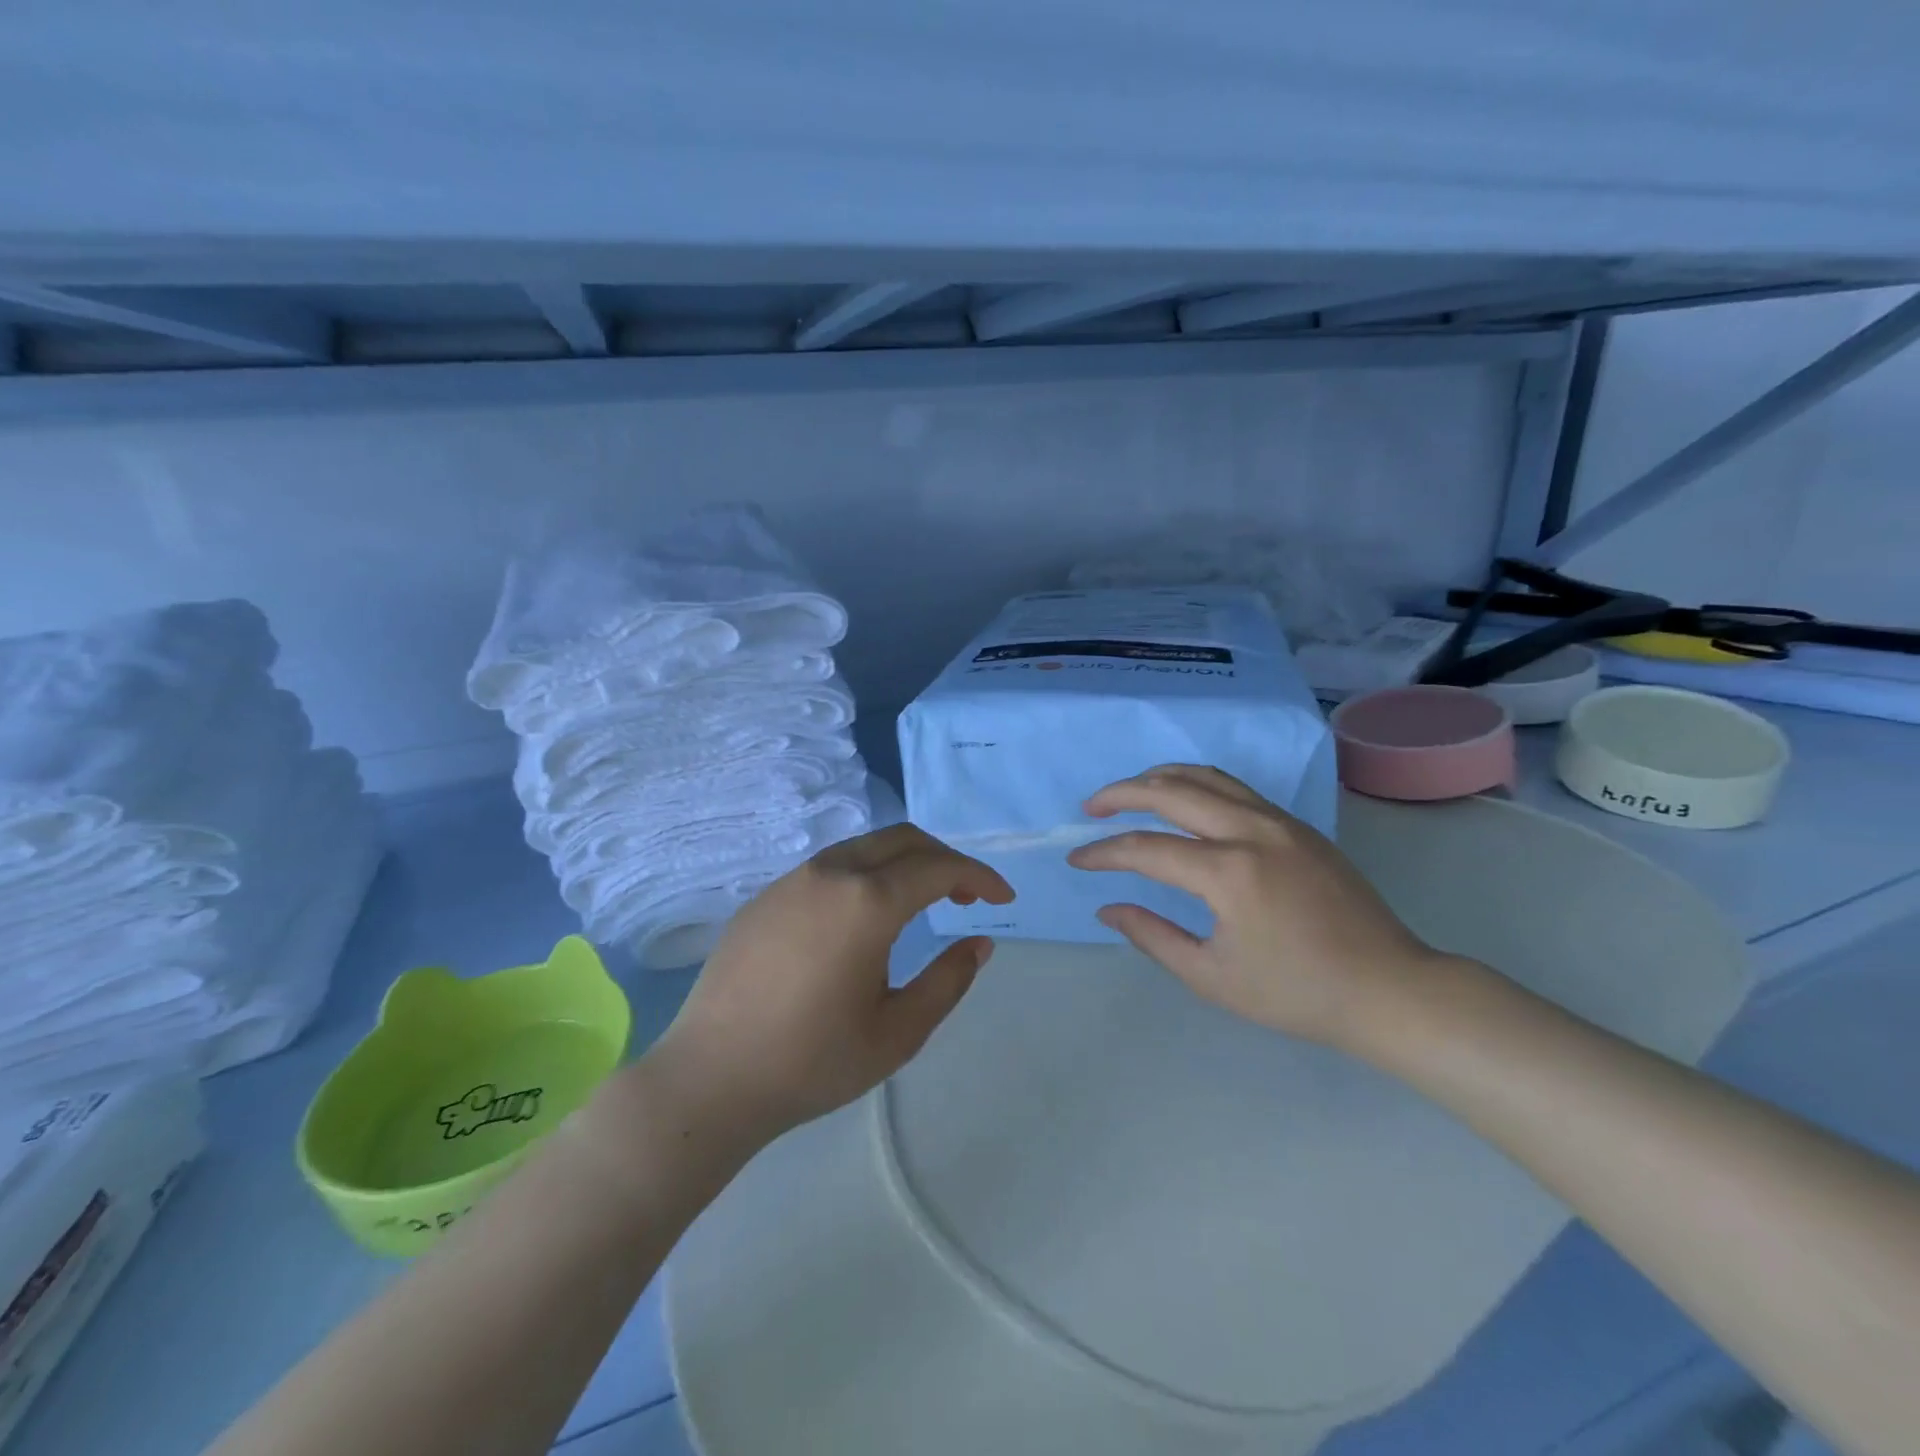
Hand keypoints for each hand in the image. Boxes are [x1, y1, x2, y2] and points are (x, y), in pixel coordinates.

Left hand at [644, 824, 1014, 1147]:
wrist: (710, 1079)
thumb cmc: (812, 1061)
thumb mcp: (898, 1033)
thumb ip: (948, 981)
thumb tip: (979, 943)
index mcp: (868, 902)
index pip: (939, 868)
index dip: (979, 877)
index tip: (1003, 898)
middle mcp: (831, 874)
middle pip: (903, 839)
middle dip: (944, 859)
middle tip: (967, 897)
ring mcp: (792, 881)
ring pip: (864, 848)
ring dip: (903, 864)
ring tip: (920, 903)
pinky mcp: (765, 897)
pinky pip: (829, 868)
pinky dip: (865, 875)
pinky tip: (862, 919)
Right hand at [1066, 764, 1441, 1048]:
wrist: (1389, 989)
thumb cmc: (1297, 994)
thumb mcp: (1212, 977)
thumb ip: (1152, 936)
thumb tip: (1108, 907)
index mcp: (1228, 872)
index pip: (1146, 849)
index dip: (1104, 853)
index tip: (1076, 861)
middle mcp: (1251, 831)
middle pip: (1171, 791)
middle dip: (1121, 794)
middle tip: (1090, 808)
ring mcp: (1279, 821)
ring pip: (1206, 776)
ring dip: (1159, 778)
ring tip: (1129, 792)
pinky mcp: (1297, 825)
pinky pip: (1235, 788)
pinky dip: (1196, 784)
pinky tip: (1184, 801)